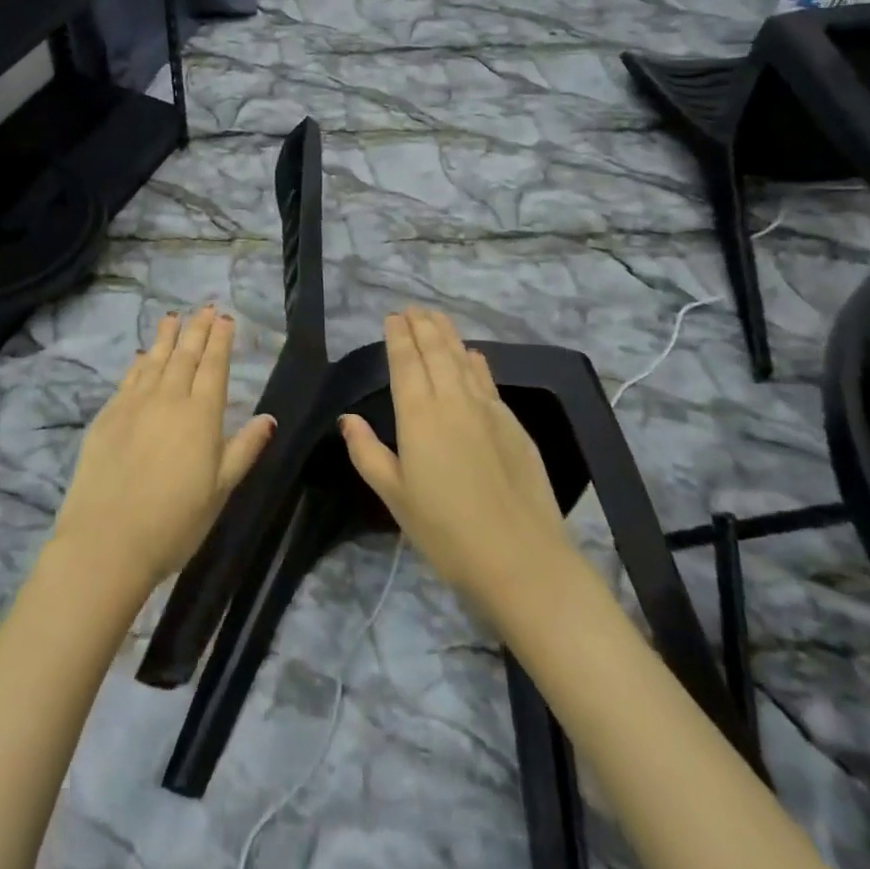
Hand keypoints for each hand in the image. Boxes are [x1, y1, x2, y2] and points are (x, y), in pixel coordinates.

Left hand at [52, 307, 277, 590]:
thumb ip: (244, 449)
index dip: (220, 340)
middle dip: (197, 329)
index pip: (214, 366)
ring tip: (173, 317)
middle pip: (185, 355)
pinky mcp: (108, 414)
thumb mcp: (221, 489)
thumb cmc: (175, 521)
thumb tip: (269, 418)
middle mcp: (169, 398)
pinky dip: (139, 362)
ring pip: (155, 359)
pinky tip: (142, 355)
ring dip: (166, 336)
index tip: (225, 318)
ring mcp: (135, 403)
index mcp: (201, 414)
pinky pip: (129, 378)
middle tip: (204, 307)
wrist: (107, 539)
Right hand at [340, 308, 573, 611]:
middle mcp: (452, 401)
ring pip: (464, 359)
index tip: (393, 316)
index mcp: (418, 415)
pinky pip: (488, 380)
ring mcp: (487, 410)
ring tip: (437, 317)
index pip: (405, 362)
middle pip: (436, 351)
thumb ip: (367, 452)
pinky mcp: (513, 425)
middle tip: (413, 308)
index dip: (398, 336)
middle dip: (422, 325)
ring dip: (448, 335)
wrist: (522, 560)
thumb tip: (347, 418)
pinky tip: (474, 355)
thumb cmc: (446, 532)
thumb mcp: (395, 497)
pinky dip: (477, 362)